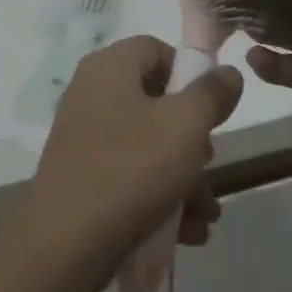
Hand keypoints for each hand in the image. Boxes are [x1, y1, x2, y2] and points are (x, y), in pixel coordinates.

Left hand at [15, 36, 242, 291]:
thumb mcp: (185, 126)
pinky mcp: (83, 176)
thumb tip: (226, 72)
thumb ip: (211, 95)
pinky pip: (129, 175)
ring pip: (147, 145)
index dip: (187, 72)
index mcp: (109, 68)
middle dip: (193, 141)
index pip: (154, 49)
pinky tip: (185, 233)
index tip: (211, 108)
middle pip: (156, 102)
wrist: (65, 243)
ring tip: (205, 216)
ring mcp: (84, 136)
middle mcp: (92, 94)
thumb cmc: (131, 169)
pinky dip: (158, 197)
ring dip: (184, 179)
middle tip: (209, 168)